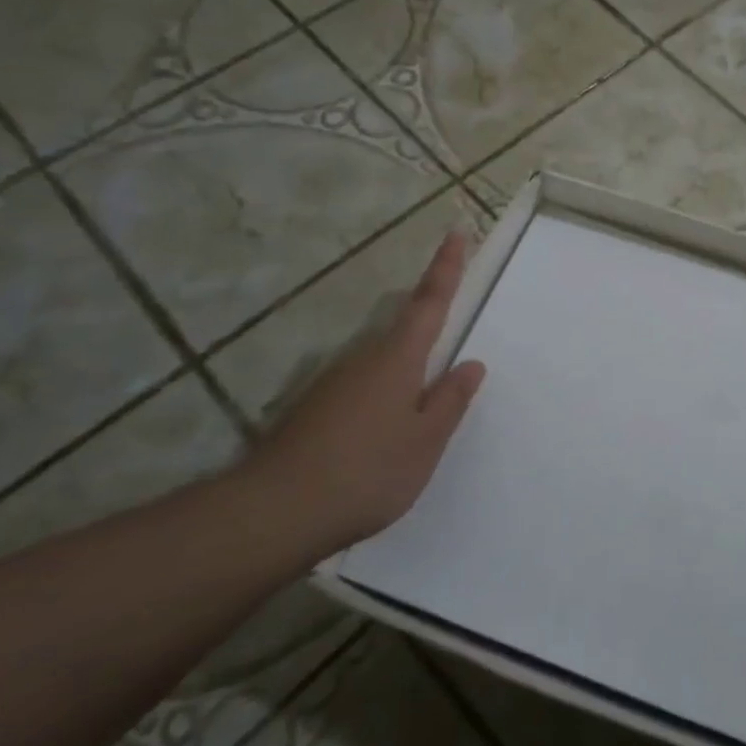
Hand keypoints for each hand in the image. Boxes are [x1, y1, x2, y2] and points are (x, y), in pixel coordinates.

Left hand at [242, 232, 486, 552]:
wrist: (273, 512)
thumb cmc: (367, 472)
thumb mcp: (425, 441)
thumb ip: (451, 401)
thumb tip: (471, 364)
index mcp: (398, 360)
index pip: (429, 302)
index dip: (446, 267)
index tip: (456, 232)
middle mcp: (363, 360)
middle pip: (404, 332)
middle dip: (427, 328)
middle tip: (449, 352)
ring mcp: (333, 383)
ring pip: (382, 365)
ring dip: (404, 375)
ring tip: (418, 418)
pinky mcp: (315, 409)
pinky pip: (362, 390)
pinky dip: (382, 399)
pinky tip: (381, 439)